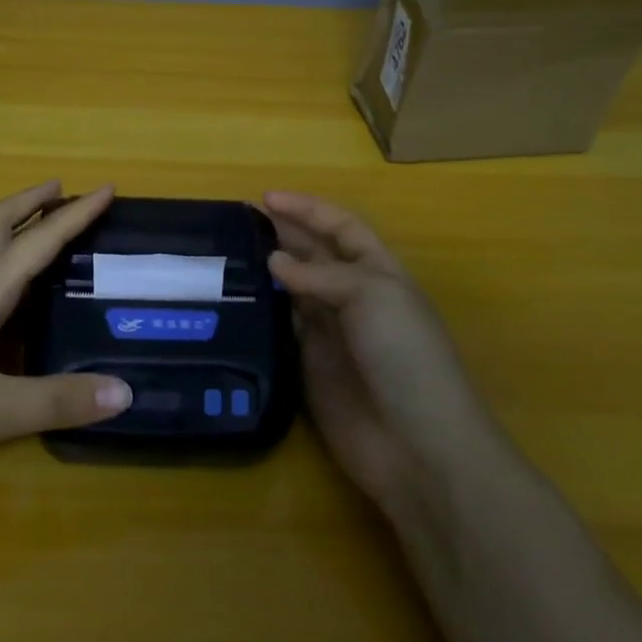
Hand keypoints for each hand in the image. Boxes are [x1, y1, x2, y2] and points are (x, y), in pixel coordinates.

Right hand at [263, 191, 489, 508]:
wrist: (415, 444)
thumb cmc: (404, 356)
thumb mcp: (372, 296)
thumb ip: (320, 275)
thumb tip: (273, 262)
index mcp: (378, 272)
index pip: (341, 227)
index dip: (307, 209)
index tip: (265, 198)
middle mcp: (352, 297)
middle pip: (313, 254)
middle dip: (282, 233)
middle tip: (236, 222)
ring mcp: (329, 332)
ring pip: (292, 289)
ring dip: (265, 270)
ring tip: (225, 253)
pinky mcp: (307, 364)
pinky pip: (280, 328)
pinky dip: (260, 311)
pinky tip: (232, 299)